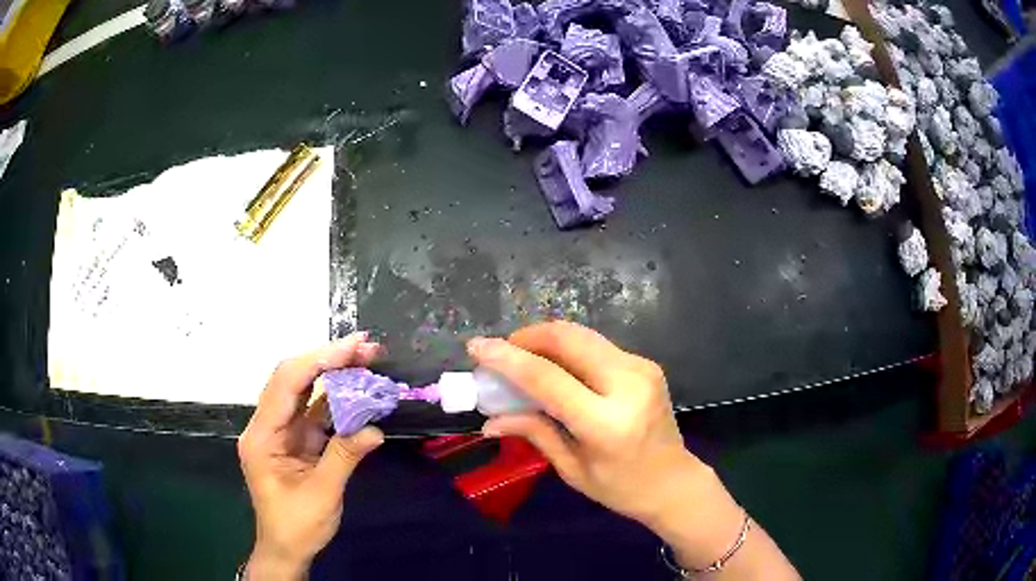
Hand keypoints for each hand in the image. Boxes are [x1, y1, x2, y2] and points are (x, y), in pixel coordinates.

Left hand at [238, 333, 383, 579]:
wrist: (286, 548)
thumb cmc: (297, 525)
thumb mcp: (322, 494)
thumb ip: (344, 457)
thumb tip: (374, 429)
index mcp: (262, 436)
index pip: (286, 385)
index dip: (318, 362)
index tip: (351, 348)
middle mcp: (267, 426)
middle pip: (293, 379)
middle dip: (327, 359)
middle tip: (365, 347)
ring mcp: (281, 432)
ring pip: (305, 392)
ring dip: (334, 375)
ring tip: (366, 360)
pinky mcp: (295, 440)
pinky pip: (315, 413)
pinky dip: (337, 401)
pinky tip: (358, 392)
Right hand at [467, 321, 705, 525]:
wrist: (674, 482)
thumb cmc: (621, 487)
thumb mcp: (572, 468)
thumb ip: (533, 433)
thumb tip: (489, 420)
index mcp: (607, 423)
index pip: (548, 379)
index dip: (508, 359)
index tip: (477, 347)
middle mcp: (628, 385)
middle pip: (568, 339)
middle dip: (528, 337)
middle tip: (502, 352)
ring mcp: (641, 368)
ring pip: (582, 335)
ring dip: (546, 340)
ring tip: (523, 359)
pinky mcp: (645, 363)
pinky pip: (596, 345)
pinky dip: (568, 349)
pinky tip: (555, 367)